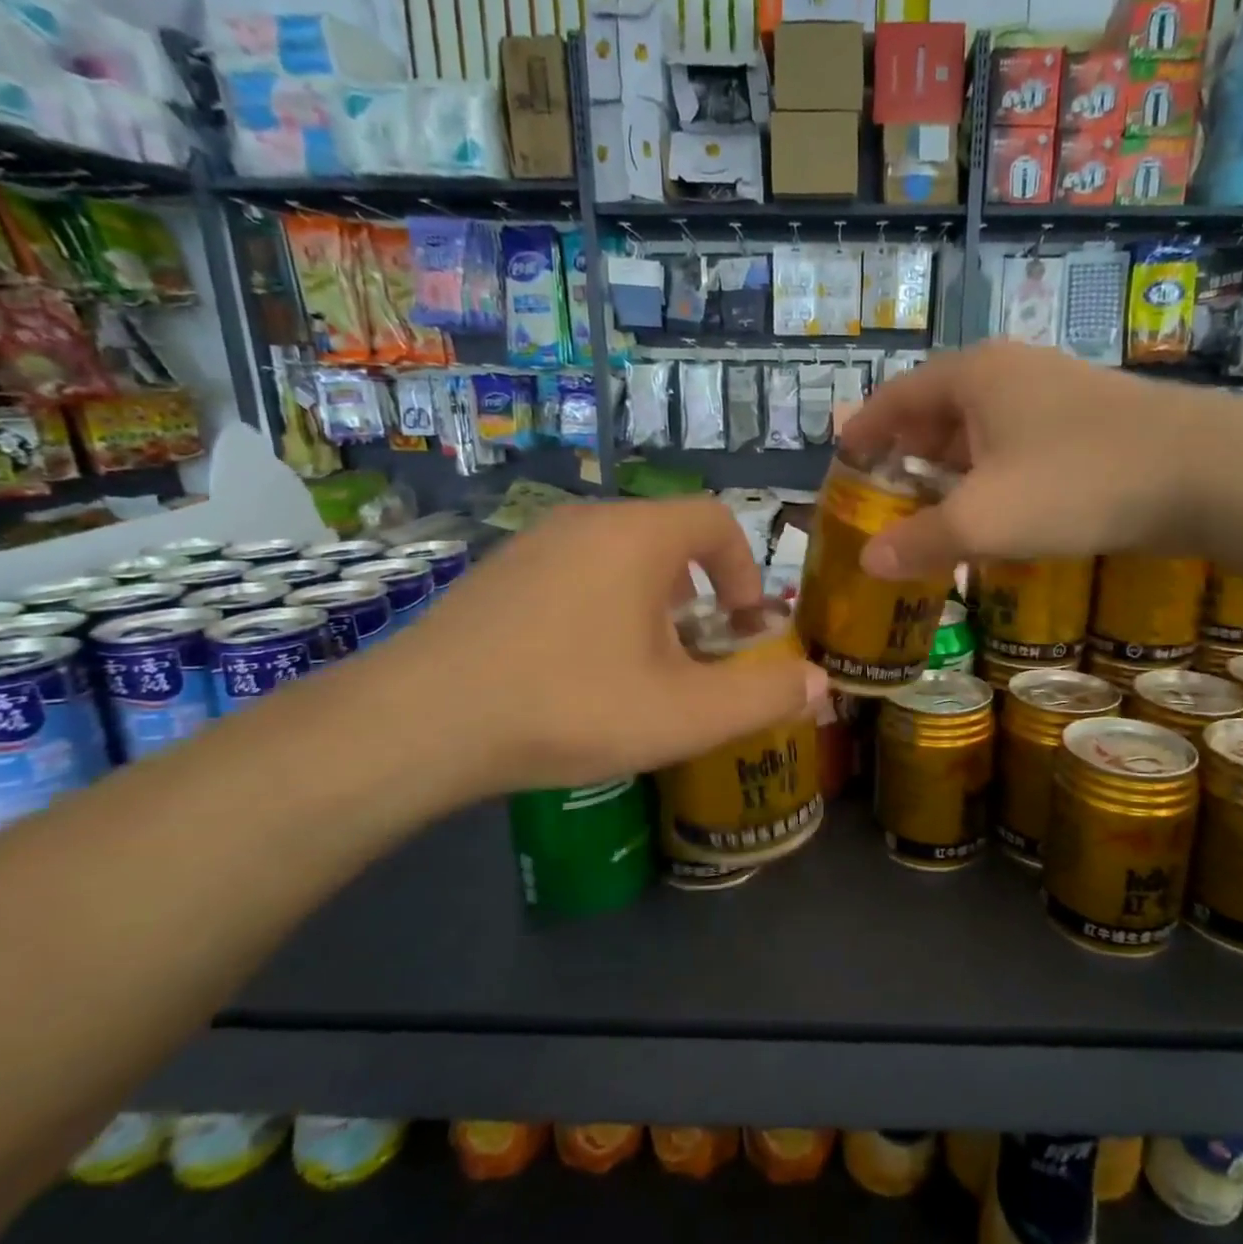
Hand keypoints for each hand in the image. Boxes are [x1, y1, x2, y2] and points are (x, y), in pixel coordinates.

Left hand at [368, 499, 825, 802]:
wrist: (420, 723)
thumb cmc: (570, 706)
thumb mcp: (685, 713)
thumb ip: (764, 695)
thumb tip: (822, 684)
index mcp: (638, 536)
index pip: (717, 520)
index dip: (746, 569)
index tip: (743, 626)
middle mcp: (586, 520)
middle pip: (668, 539)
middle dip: (698, 594)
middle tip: (694, 655)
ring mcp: (533, 542)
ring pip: (618, 556)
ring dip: (648, 602)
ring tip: (639, 666)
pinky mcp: (496, 571)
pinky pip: (572, 571)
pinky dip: (598, 605)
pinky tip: (576, 667)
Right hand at [839, 341, 1242, 578]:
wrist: (1209, 473)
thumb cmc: (1076, 484)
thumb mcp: (984, 520)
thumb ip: (921, 540)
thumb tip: (869, 563)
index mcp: (974, 376)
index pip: (897, 396)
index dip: (865, 429)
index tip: (843, 461)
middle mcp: (1012, 372)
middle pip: (939, 409)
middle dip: (908, 452)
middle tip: (887, 495)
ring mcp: (1057, 393)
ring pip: (983, 429)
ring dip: (953, 468)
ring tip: (935, 509)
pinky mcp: (1092, 422)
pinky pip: (1020, 444)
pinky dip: (995, 475)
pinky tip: (999, 512)